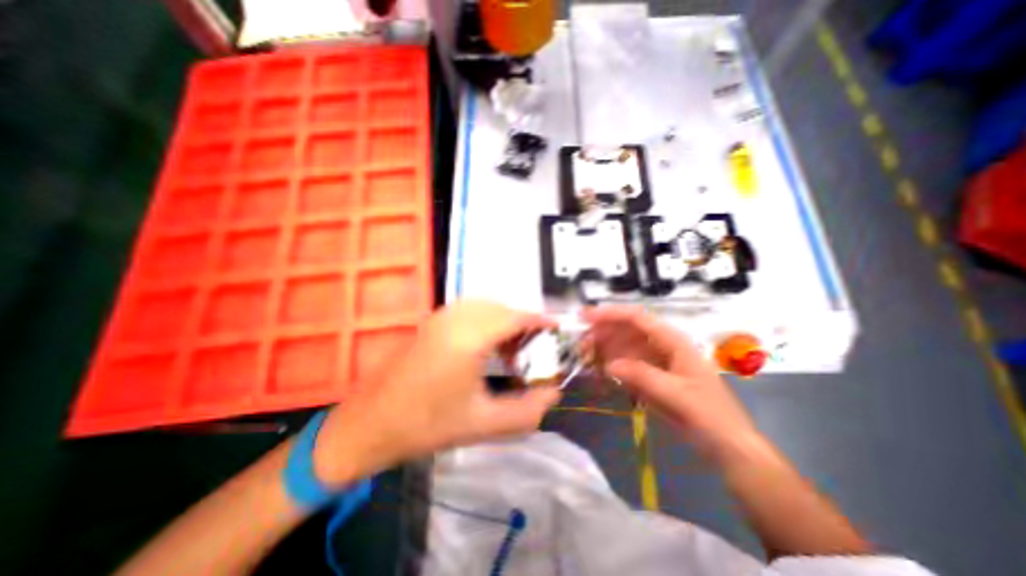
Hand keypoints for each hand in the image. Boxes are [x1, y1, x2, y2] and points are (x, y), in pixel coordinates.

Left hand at [316, 301, 565, 485]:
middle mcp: (454, 318)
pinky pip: (468, 309)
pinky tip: (486, 343)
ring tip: (512, 346)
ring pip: (484, 305)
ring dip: (503, 319)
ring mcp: (439, 317)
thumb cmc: (426, 426)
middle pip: (500, 307)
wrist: (369, 425)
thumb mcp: (483, 423)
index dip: (538, 320)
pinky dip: (486, 318)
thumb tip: (554, 394)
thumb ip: (526, 411)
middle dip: (522, 321)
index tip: (555, 328)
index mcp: (468, 339)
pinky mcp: (430, 321)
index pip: (513, 317)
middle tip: (534, 345)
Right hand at [586, 305, 760, 462]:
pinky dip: (611, 365)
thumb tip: (609, 365)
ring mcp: (655, 360)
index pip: (636, 318)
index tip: (585, 318)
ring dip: (604, 349)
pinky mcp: (651, 376)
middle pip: (626, 330)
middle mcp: (661, 345)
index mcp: (672, 341)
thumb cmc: (710, 416)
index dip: (610, 314)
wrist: (728, 446)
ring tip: (585, 357)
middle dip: (602, 333)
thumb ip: (643, 376)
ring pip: (623, 346)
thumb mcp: (677, 395)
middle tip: (580, 344)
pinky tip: (599, 371)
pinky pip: (626, 364)